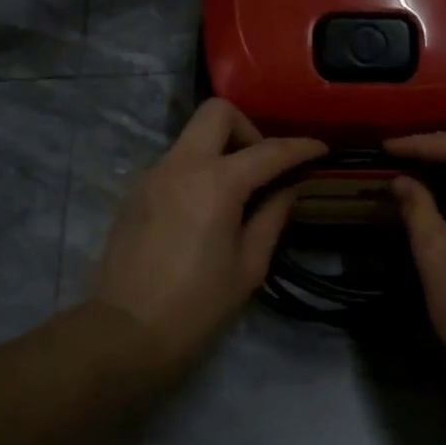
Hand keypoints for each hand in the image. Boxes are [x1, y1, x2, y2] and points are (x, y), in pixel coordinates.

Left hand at [93, 100, 325, 373]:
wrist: (124, 333)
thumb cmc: (197, 306)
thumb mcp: (249, 266)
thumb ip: (272, 217)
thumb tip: (287, 188)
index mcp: (215, 184)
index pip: (268, 151)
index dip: (300, 147)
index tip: (321, 150)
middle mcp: (180, 166)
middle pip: (217, 112)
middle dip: (248, 128)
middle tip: (263, 166)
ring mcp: (152, 175)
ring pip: (193, 136)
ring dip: (221, 150)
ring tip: (237, 191)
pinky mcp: (135, 192)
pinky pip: (175, 162)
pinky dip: (198, 169)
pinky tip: (205, 208)